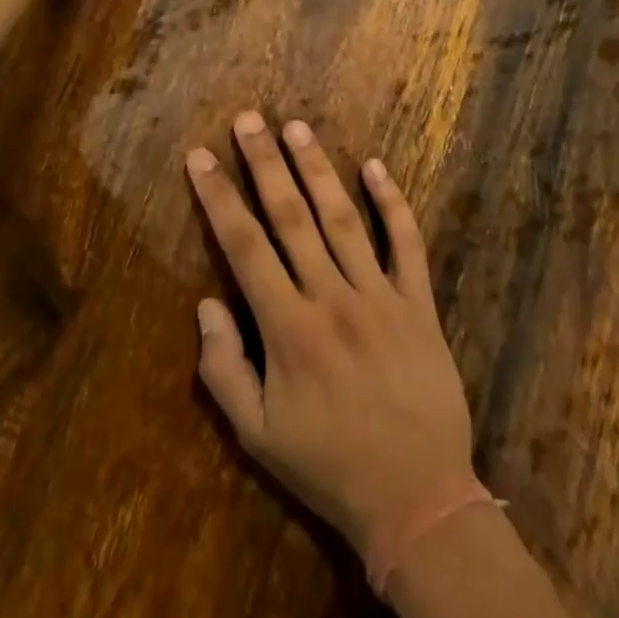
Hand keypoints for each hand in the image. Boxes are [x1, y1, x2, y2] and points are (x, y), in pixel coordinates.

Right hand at [185, 112, 474, 555]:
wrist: (417, 498)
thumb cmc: (329, 465)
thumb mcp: (257, 436)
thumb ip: (223, 370)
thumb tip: (207, 303)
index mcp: (287, 328)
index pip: (244, 246)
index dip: (219, 198)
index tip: (200, 157)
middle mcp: (331, 298)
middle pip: (291, 217)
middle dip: (265, 163)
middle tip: (248, 118)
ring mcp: (379, 296)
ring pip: (342, 218)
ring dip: (317, 169)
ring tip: (296, 127)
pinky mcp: (418, 303)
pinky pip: (406, 243)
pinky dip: (392, 203)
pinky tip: (375, 166)